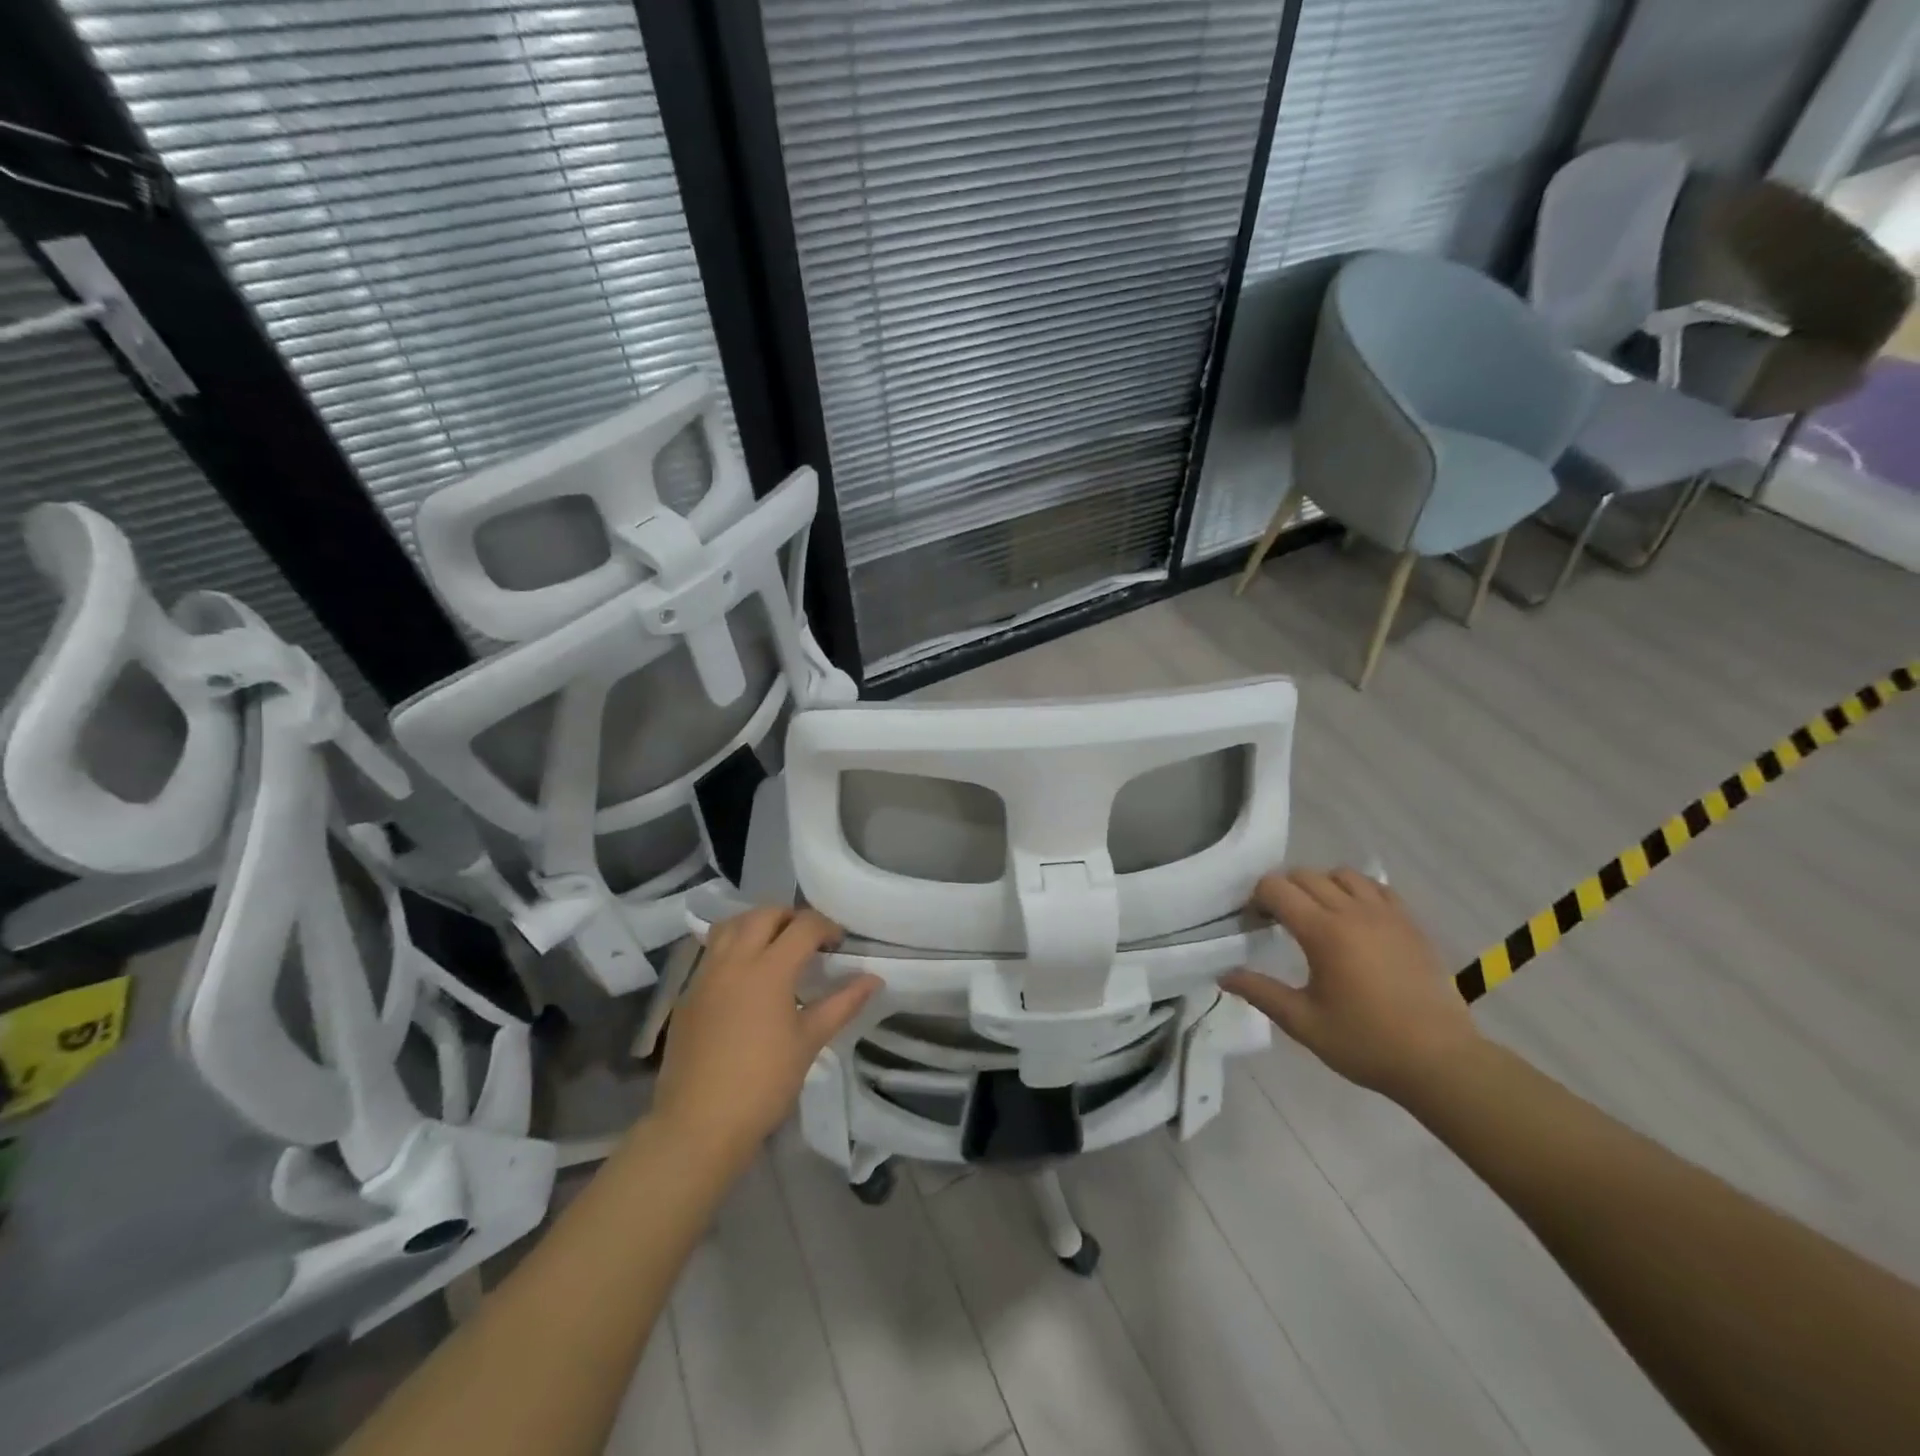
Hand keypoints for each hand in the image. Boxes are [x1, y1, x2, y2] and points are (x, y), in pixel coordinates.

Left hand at [651, 907, 880, 1171]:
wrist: (698, 1123)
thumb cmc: (763, 1083)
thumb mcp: (810, 1042)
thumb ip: (843, 1004)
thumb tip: (874, 979)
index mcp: (769, 969)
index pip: (803, 926)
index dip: (826, 927)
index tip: (838, 945)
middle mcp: (734, 961)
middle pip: (764, 914)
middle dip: (791, 917)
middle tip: (808, 941)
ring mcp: (705, 975)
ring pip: (731, 926)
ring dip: (757, 924)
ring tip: (774, 947)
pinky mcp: (688, 994)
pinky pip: (712, 952)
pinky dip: (733, 947)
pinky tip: (745, 977)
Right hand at [1222, 868, 1481, 1100]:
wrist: (1441, 1061)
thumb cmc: (1366, 1043)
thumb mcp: (1304, 1023)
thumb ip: (1261, 993)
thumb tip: (1224, 975)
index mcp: (1323, 933)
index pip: (1277, 888)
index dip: (1257, 899)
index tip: (1254, 923)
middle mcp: (1353, 912)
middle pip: (1305, 875)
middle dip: (1283, 890)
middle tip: (1278, 921)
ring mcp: (1386, 915)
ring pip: (1342, 874)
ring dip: (1321, 885)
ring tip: (1318, 915)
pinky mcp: (1410, 923)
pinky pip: (1376, 888)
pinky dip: (1356, 891)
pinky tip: (1354, 919)